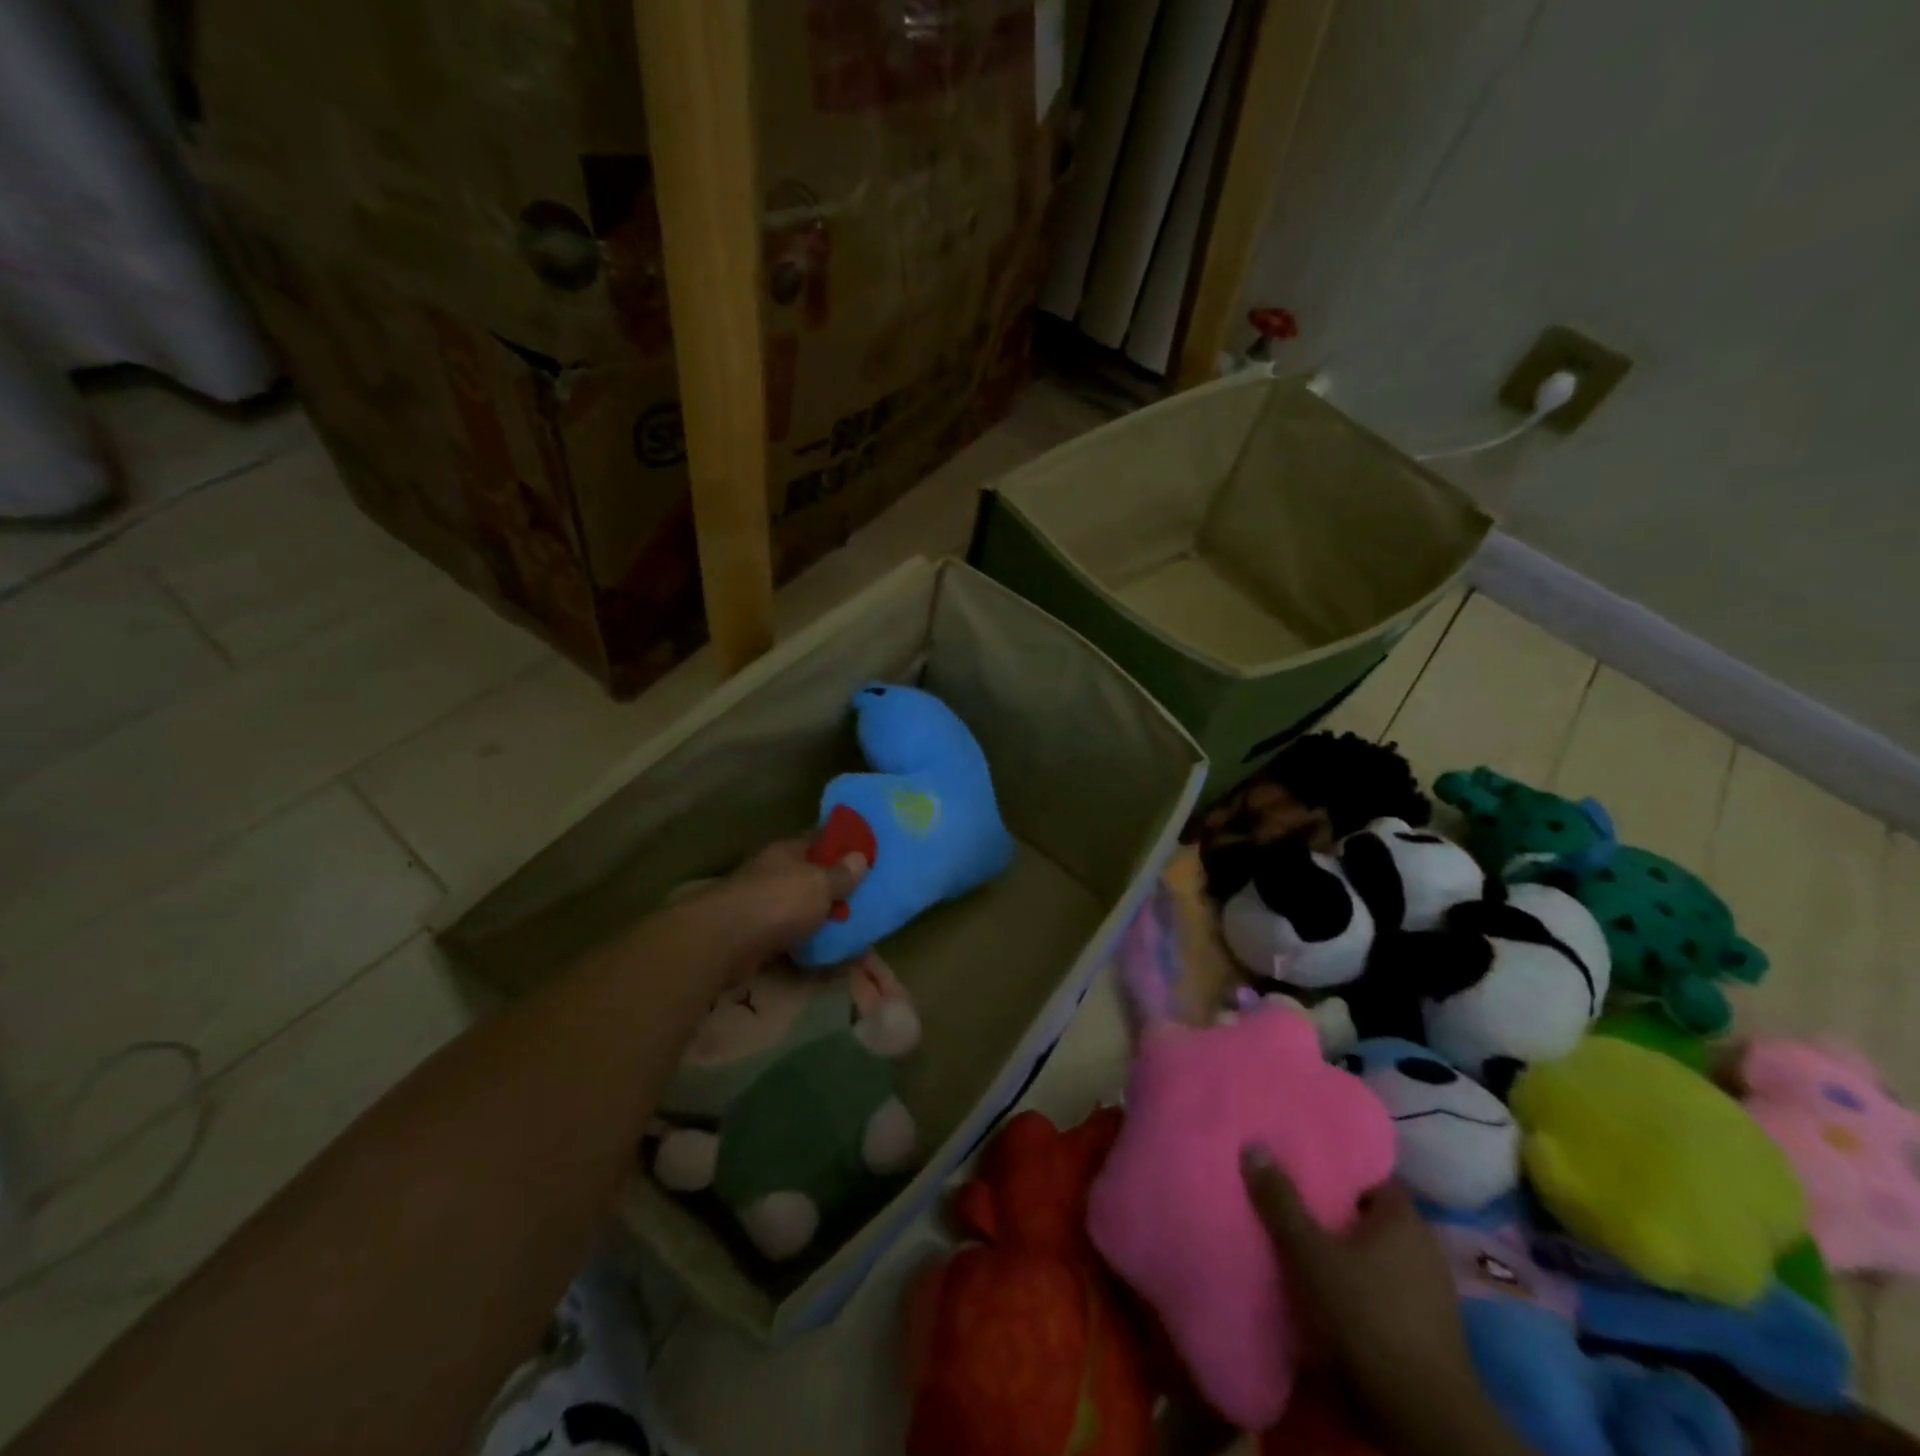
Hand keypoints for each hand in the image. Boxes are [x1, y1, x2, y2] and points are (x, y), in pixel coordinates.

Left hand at [706, 837, 867, 962]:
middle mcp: (775, 874)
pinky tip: (832, 956)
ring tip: (854, 931)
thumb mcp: (819, 883)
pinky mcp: (759, 937)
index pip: (819, 840)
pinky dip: (810, 946)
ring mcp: (764, 906)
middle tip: (868, 900)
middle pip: (811, 878)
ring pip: (802, 910)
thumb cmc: (778, 901)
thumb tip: (860, 857)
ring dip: (823, 920)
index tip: (868, 855)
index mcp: (788, 852)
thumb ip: (842, 874)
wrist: (725, 942)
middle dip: (836, 889)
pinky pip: (793, 939)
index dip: (843, 846)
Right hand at [1241, 1149, 1529, 1455]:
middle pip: (1370, 1213)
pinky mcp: (1429, 1326)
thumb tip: (1254, 1145)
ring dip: (1347, 1249)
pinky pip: (1387, 1285)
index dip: (1335, 1166)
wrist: (1423, 1414)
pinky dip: (1361, 1282)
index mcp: (1404, 1217)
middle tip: (1293, 1199)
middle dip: (1335, 1209)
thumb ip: (1281, 1201)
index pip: (1368, 1174)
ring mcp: (1432, 1288)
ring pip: (1379, 1252)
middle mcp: (1424, 1244)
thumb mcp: (1310, 1254)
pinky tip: (1332, 1288)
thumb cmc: (1367, 1315)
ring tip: (1304, 1242)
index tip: (1301, 1161)